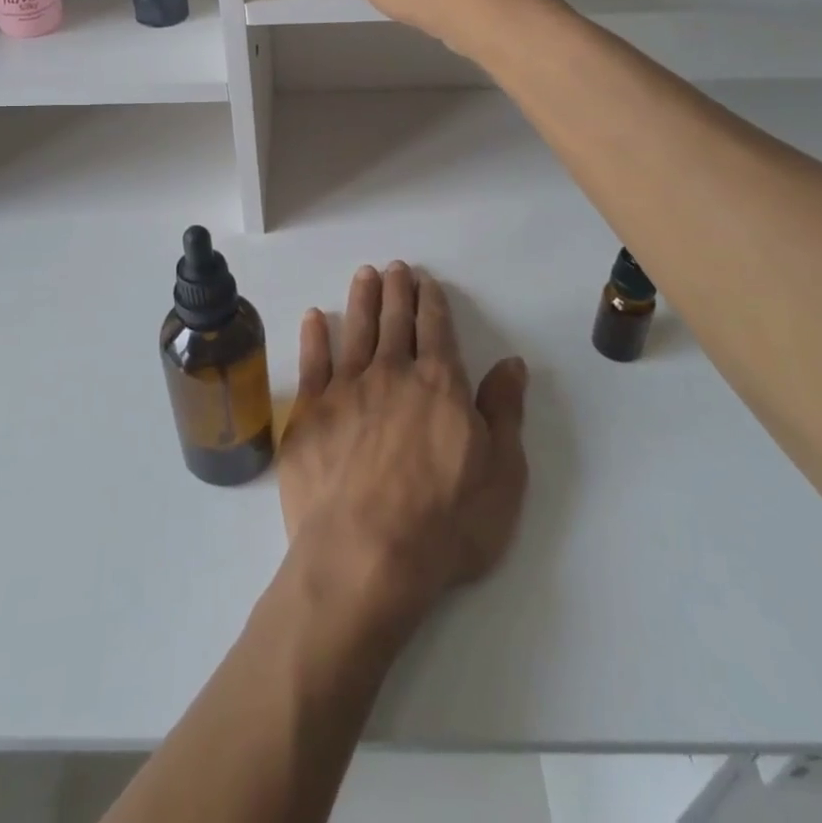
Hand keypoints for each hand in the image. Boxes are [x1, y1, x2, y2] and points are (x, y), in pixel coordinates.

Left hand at [279, 263, 528, 628]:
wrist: (366, 555)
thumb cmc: (445, 524)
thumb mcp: (502, 475)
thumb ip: (504, 412)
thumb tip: (511, 363)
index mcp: (439, 384)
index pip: (436, 330)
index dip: (431, 302)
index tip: (425, 282)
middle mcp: (392, 373)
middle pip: (395, 321)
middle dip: (397, 290)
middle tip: (394, 267)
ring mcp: (346, 389)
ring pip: (356, 330)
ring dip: (362, 299)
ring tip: (364, 275)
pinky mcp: (310, 411)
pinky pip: (312, 362)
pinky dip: (314, 336)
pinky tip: (314, 317)